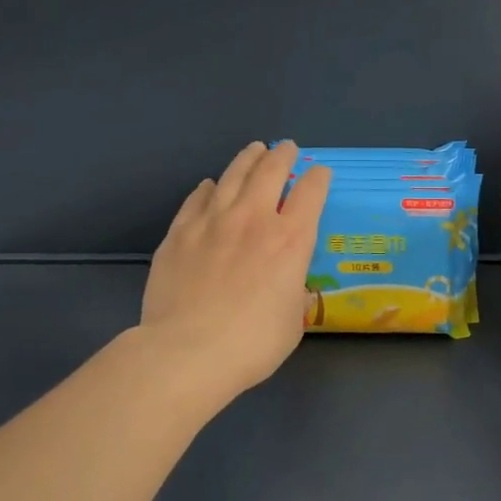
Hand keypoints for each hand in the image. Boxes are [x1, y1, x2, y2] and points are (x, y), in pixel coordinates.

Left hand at [141, 141, 330, 399]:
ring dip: (247, 159)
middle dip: (283, 155)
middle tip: (287, 148)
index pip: (311, 192)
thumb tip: (286, 283)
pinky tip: (209, 185)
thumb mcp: (293, 320)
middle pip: (271, 171)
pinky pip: (197, 199)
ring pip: (232, 176)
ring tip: (254, 150)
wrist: (188, 352)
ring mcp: (212, 222)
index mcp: (290, 240)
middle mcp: (254, 219)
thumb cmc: (253, 343)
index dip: (318, 178)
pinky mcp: (180, 233)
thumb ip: (292, 290)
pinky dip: (208, 188)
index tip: (320, 173)